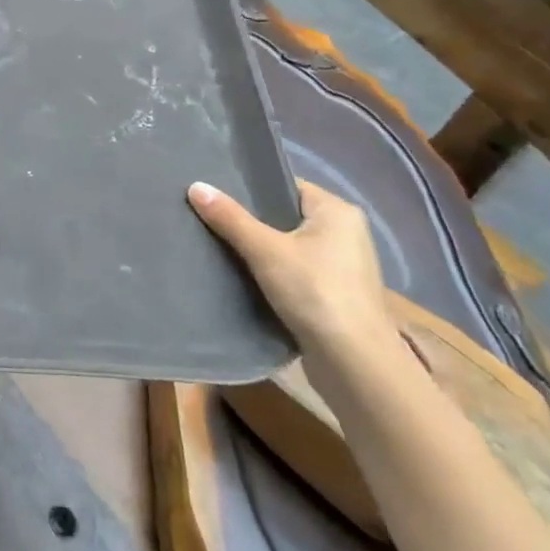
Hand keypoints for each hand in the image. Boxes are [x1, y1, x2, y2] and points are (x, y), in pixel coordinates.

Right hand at [188, 178, 394, 371]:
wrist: (354, 364)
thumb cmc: (315, 292)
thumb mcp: (265, 250)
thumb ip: (230, 218)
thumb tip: (195, 186)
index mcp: (337, 211)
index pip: (285, 185)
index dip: (250, 187)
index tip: (214, 191)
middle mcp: (345, 233)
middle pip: (284, 215)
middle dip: (249, 219)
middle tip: (208, 216)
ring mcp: (341, 266)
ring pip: (287, 246)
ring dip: (258, 249)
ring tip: (216, 243)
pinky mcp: (333, 295)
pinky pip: (293, 271)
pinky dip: (270, 272)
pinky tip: (240, 275)